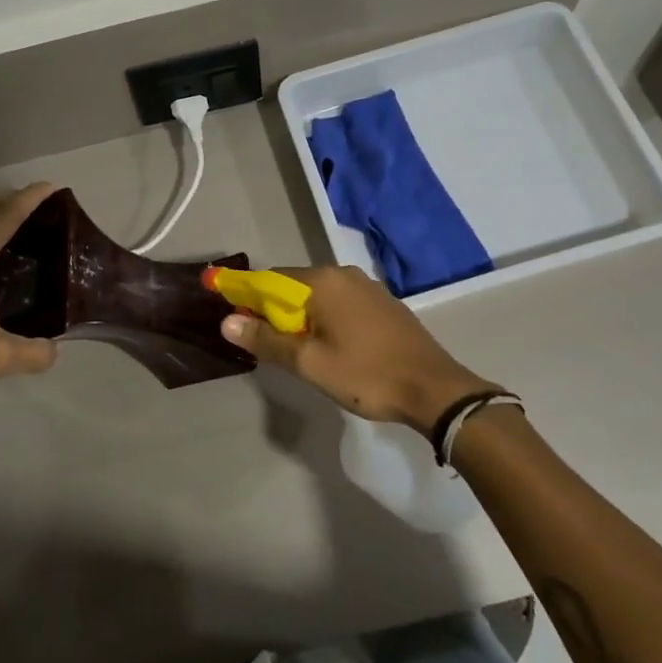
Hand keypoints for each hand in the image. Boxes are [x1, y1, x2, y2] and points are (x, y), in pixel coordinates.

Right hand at [219, 265, 495, 431]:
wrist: (434, 389)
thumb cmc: (366, 374)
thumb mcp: (309, 363)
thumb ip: (267, 340)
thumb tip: (227, 322)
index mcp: (322, 281)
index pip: (270, 279)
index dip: (248, 297)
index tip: (234, 318)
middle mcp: (343, 274)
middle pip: (294, 286)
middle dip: (275, 311)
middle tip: (268, 345)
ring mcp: (367, 286)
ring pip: (319, 296)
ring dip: (301, 317)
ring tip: (297, 350)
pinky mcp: (383, 303)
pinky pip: (341, 303)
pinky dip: (325, 318)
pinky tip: (330, 345)